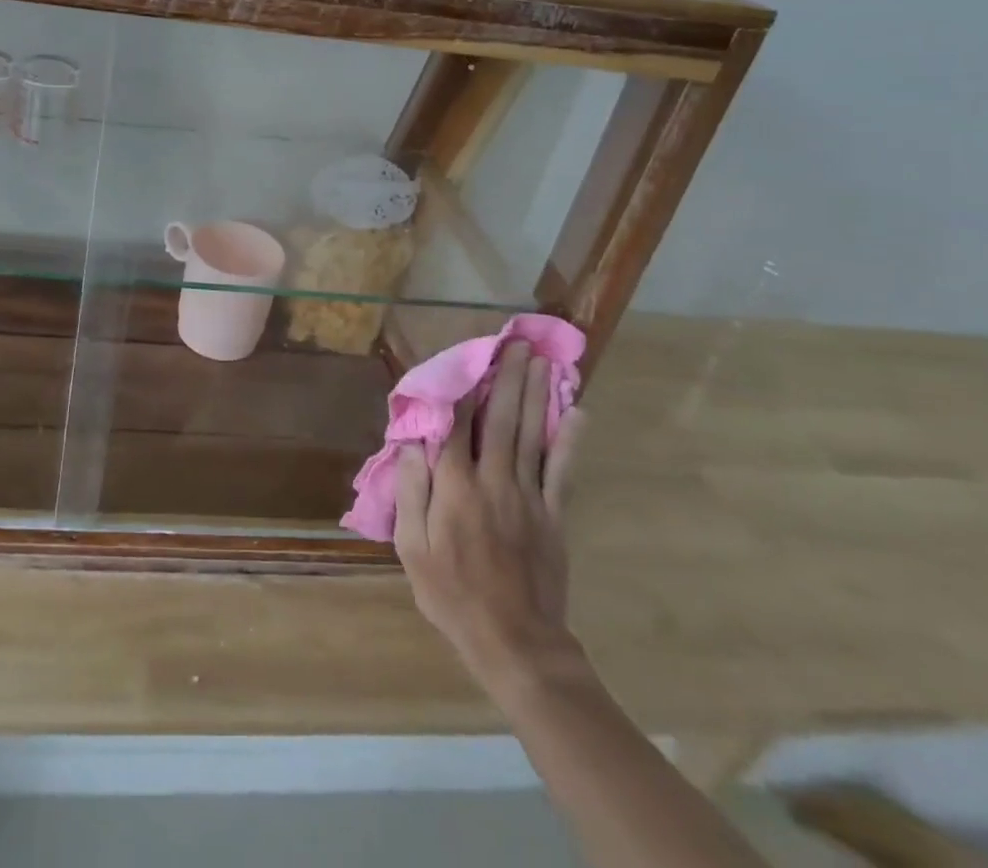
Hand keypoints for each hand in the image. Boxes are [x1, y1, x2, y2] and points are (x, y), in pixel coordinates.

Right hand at [393, 340, 587, 697]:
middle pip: (500, 418)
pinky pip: (562, 471)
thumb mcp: (411, 547)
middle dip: (506, 378)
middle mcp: (493, 480)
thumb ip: (410, 491)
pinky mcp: (553, 515)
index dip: (458, 388)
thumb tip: (412, 443)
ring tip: (538, 361)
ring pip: (531, 435)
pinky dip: (570, 441)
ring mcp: (528, 496)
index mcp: (455, 487)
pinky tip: (577, 413)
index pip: (455, 425)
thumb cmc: (452, 594)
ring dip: (535, 395)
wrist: (515, 643)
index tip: (462, 357)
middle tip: (515, 344)